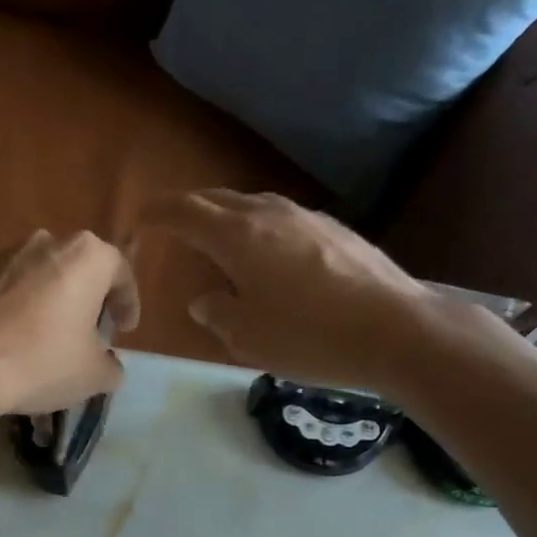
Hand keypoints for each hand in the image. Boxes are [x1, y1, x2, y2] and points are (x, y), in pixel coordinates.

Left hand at [0, 230, 139, 424]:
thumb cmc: (44, 360)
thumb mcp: (94, 374)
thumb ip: (112, 365)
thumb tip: (109, 364)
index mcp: (88, 255)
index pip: (120, 274)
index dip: (128, 304)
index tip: (125, 329)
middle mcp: (49, 241)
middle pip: (81, 270)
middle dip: (89, 300)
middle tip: (92, 332)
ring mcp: (8, 253)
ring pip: (45, 277)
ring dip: (54, 302)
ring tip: (54, 337)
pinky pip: (14, 288)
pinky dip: (24, 308)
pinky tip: (21, 338)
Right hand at [145, 190, 436, 390]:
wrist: (397, 330)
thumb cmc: (309, 336)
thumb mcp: (246, 337)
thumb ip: (216, 313)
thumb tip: (206, 300)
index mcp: (237, 235)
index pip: (183, 211)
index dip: (156, 213)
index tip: (138, 221)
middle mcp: (269, 214)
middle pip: (217, 199)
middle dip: (188, 209)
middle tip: (172, 227)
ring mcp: (306, 217)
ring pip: (252, 205)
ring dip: (226, 218)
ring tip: (217, 243)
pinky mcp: (335, 229)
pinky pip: (281, 219)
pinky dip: (259, 230)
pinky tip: (268, 258)